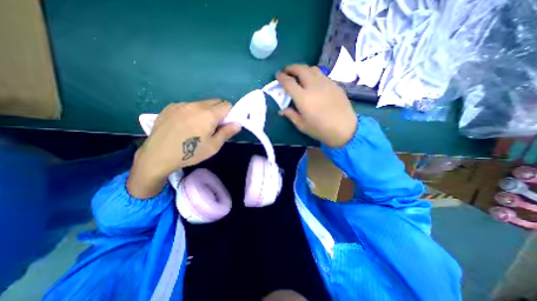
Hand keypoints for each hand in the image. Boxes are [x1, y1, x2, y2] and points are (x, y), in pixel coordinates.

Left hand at [128, 100, 239, 197]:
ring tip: (197, 126)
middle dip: (219, 111)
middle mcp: (196, 105)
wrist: (158, 156)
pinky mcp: (170, 107)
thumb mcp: (213, 146)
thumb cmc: (190, 153)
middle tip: (213, 126)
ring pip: (201, 103)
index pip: (227, 105)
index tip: (226, 124)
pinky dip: (192, 112)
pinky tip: (184, 124)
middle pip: (215, 101)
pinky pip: (188, 105)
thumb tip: (237, 124)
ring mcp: (181, 104)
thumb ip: (227, 132)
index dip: (230, 114)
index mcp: (208, 114)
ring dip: (205, 111)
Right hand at [276, 63, 355, 147]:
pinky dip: (314, 74)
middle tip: (287, 71)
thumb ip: (291, 115)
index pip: (289, 82)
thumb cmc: (321, 129)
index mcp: (303, 98)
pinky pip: (322, 74)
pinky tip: (313, 82)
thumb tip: (282, 110)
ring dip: (303, 69)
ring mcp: (326, 83)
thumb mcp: (302, 125)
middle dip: (291, 68)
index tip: (277, 75)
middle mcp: (313, 86)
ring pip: (312, 69)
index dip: (281, 77)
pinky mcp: (334, 84)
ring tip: (299, 75)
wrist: (345, 129)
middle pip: (301, 69)